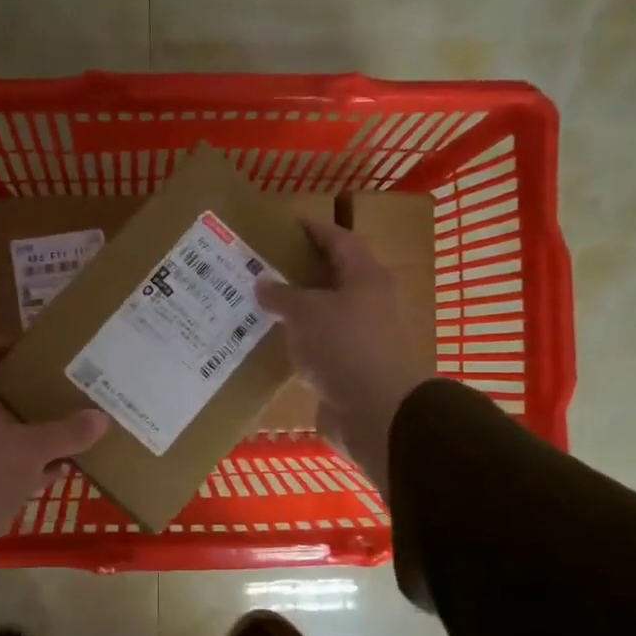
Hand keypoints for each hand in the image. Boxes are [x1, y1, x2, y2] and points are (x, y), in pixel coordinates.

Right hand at [257, 218, 435, 495]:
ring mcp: (361, 338)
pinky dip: (298, 342)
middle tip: (263, 265)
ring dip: (295, 310)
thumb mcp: (307, 312)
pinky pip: (319, 347)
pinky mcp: (349, 369)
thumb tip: (262, 283)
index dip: (314, 230)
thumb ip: (282, 294)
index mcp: (365, 277)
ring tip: (259, 303)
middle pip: (332, 278)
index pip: (339, 240)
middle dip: (299, 271)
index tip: (288, 223)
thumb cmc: (344, 347)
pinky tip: (270, 343)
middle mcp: (368, 303)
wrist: (376, 412)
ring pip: (323, 315)